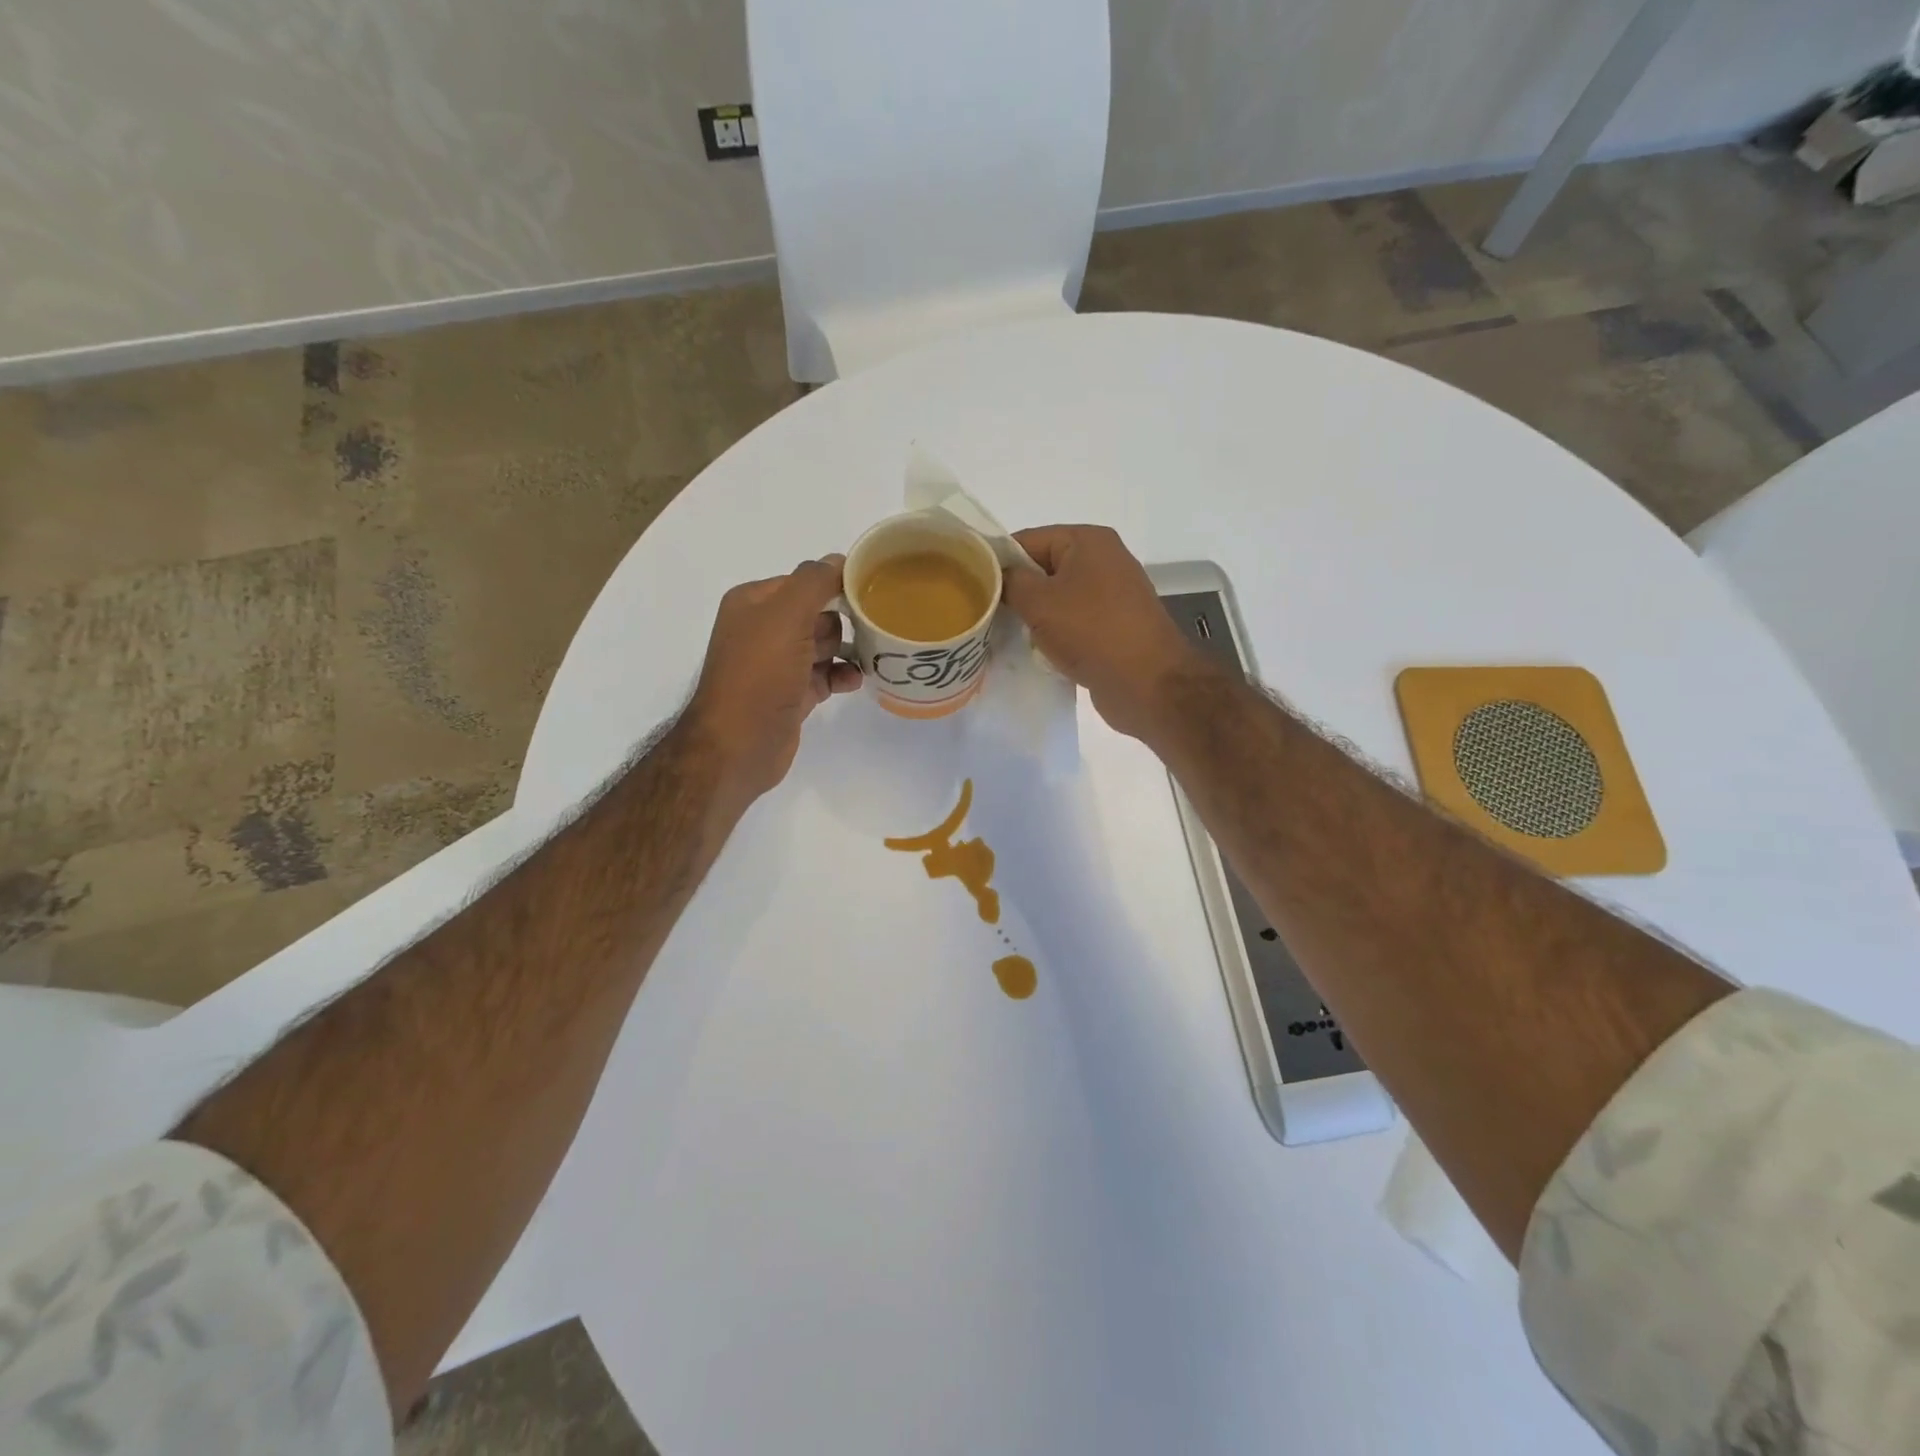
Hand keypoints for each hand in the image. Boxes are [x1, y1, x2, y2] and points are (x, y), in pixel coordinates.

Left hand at [682, 557, 861, 802]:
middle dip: (843, 620)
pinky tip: (857, 680)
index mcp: (753, 603)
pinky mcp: (791, 695)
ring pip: (823, 646)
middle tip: (868, 629)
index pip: (803, 581)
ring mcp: (777, 665)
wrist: (738, 745)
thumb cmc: (760, 674)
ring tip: (872, 654)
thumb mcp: (786, 616)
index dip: (835, 585)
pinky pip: (824, 676)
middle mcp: (763, 630)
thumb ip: (813, 582)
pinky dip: (842, 676)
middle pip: (816, 613)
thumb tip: (838, 560)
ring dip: (847, 649)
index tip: (870, 593)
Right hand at [1003, 525, 1208, 740]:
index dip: (997, 561)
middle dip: (1015, 592)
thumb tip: (999, 577)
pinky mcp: (1115, 628)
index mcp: (1088, 541)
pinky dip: (1055, 635)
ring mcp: (1112, 596)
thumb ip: (1010, 582)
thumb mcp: (1039, 602)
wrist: (1148, 684)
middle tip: (984, 614)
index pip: (1028, 539)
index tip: (971, 586)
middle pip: (1043, 569)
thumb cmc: (1092, 632)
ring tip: (1005, 636)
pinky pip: (1074, 623)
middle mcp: (1103, 561)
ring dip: (1034, 618)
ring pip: (1057, 599)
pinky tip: (1035, 653)